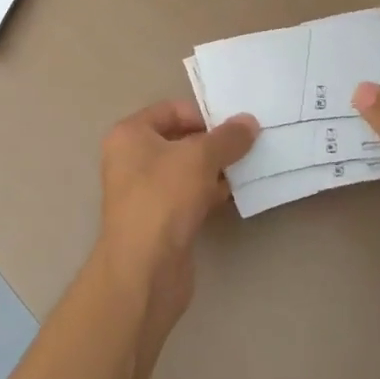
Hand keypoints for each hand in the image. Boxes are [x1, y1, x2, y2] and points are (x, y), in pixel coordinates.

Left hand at [95, 101, 258, 355]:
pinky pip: (188, 196)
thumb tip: (249, 122)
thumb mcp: (200, 158)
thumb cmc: (164, 198)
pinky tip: (234, 195)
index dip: (203, 115)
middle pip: (179, 140)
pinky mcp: (159, 219)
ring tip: (248, 169)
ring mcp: (144, 191)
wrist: (144, 268)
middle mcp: (131, 159)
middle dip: (213, 143)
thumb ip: (227, 138)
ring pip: (186, 170)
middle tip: (248, 146)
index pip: (170, 110)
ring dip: (215, 169)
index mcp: (130, 135)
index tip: (234, 127)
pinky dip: (209, 193)